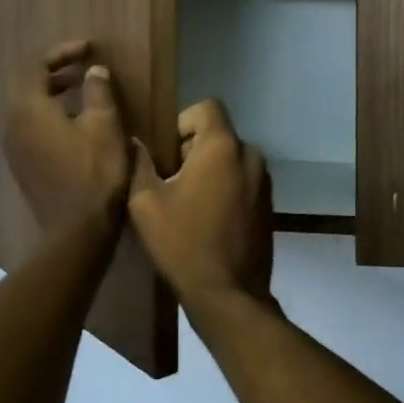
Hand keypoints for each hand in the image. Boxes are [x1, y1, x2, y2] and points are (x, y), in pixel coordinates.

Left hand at [4, 40, 130, 231]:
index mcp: (28, 108)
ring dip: (56, 98)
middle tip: (86, 72)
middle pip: (31, 87)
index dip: (64, 53)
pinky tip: (77, 128)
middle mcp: (12, 125)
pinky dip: (52, 119)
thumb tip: (94, 71)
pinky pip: (33, 131)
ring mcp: (14, 149)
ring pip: (32, 111)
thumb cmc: (93, 172)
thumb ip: (97, 91)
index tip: (89, 49)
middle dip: (59, 75)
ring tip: (85, 97)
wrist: (76, 230)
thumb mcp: (104, 125)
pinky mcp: (23, 167)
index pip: (38, 66)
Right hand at [127, 99, 272, 303]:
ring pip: (232, 158)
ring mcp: (264, 181)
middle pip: (218, 134)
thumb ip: (139, 164)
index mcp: (222, 147)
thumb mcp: (146, 203)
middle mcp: (250, 156)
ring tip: (188, 202)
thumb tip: (135, 142)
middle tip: (170, 180)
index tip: (167, 153)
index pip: (206, 107)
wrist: (228, 294)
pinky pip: (243, 180)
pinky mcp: (269, 205)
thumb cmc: (182, 243)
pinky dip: (226, 187)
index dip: (182, 122)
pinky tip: (208, 218)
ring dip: (210, 169)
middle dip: (193, 149)